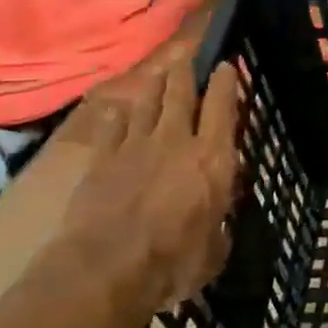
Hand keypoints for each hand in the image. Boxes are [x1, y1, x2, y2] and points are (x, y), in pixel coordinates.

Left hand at [53, 51, 241, 318]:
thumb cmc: (174, 262)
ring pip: (148, 102)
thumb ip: (218, 224)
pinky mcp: (101, 159)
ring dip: (156, 85)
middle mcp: (177, 141)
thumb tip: (216, 221)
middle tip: (189, 59)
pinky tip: (120, 107)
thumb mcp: (216, 247)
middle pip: (181, 94)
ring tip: (161, 73)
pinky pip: (112, 125)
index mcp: (214, 159)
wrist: (106, 269)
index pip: (223, 108)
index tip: (226, 66)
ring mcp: (135, 146)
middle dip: (187, 73)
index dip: (226, 84)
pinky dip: (119, 113)